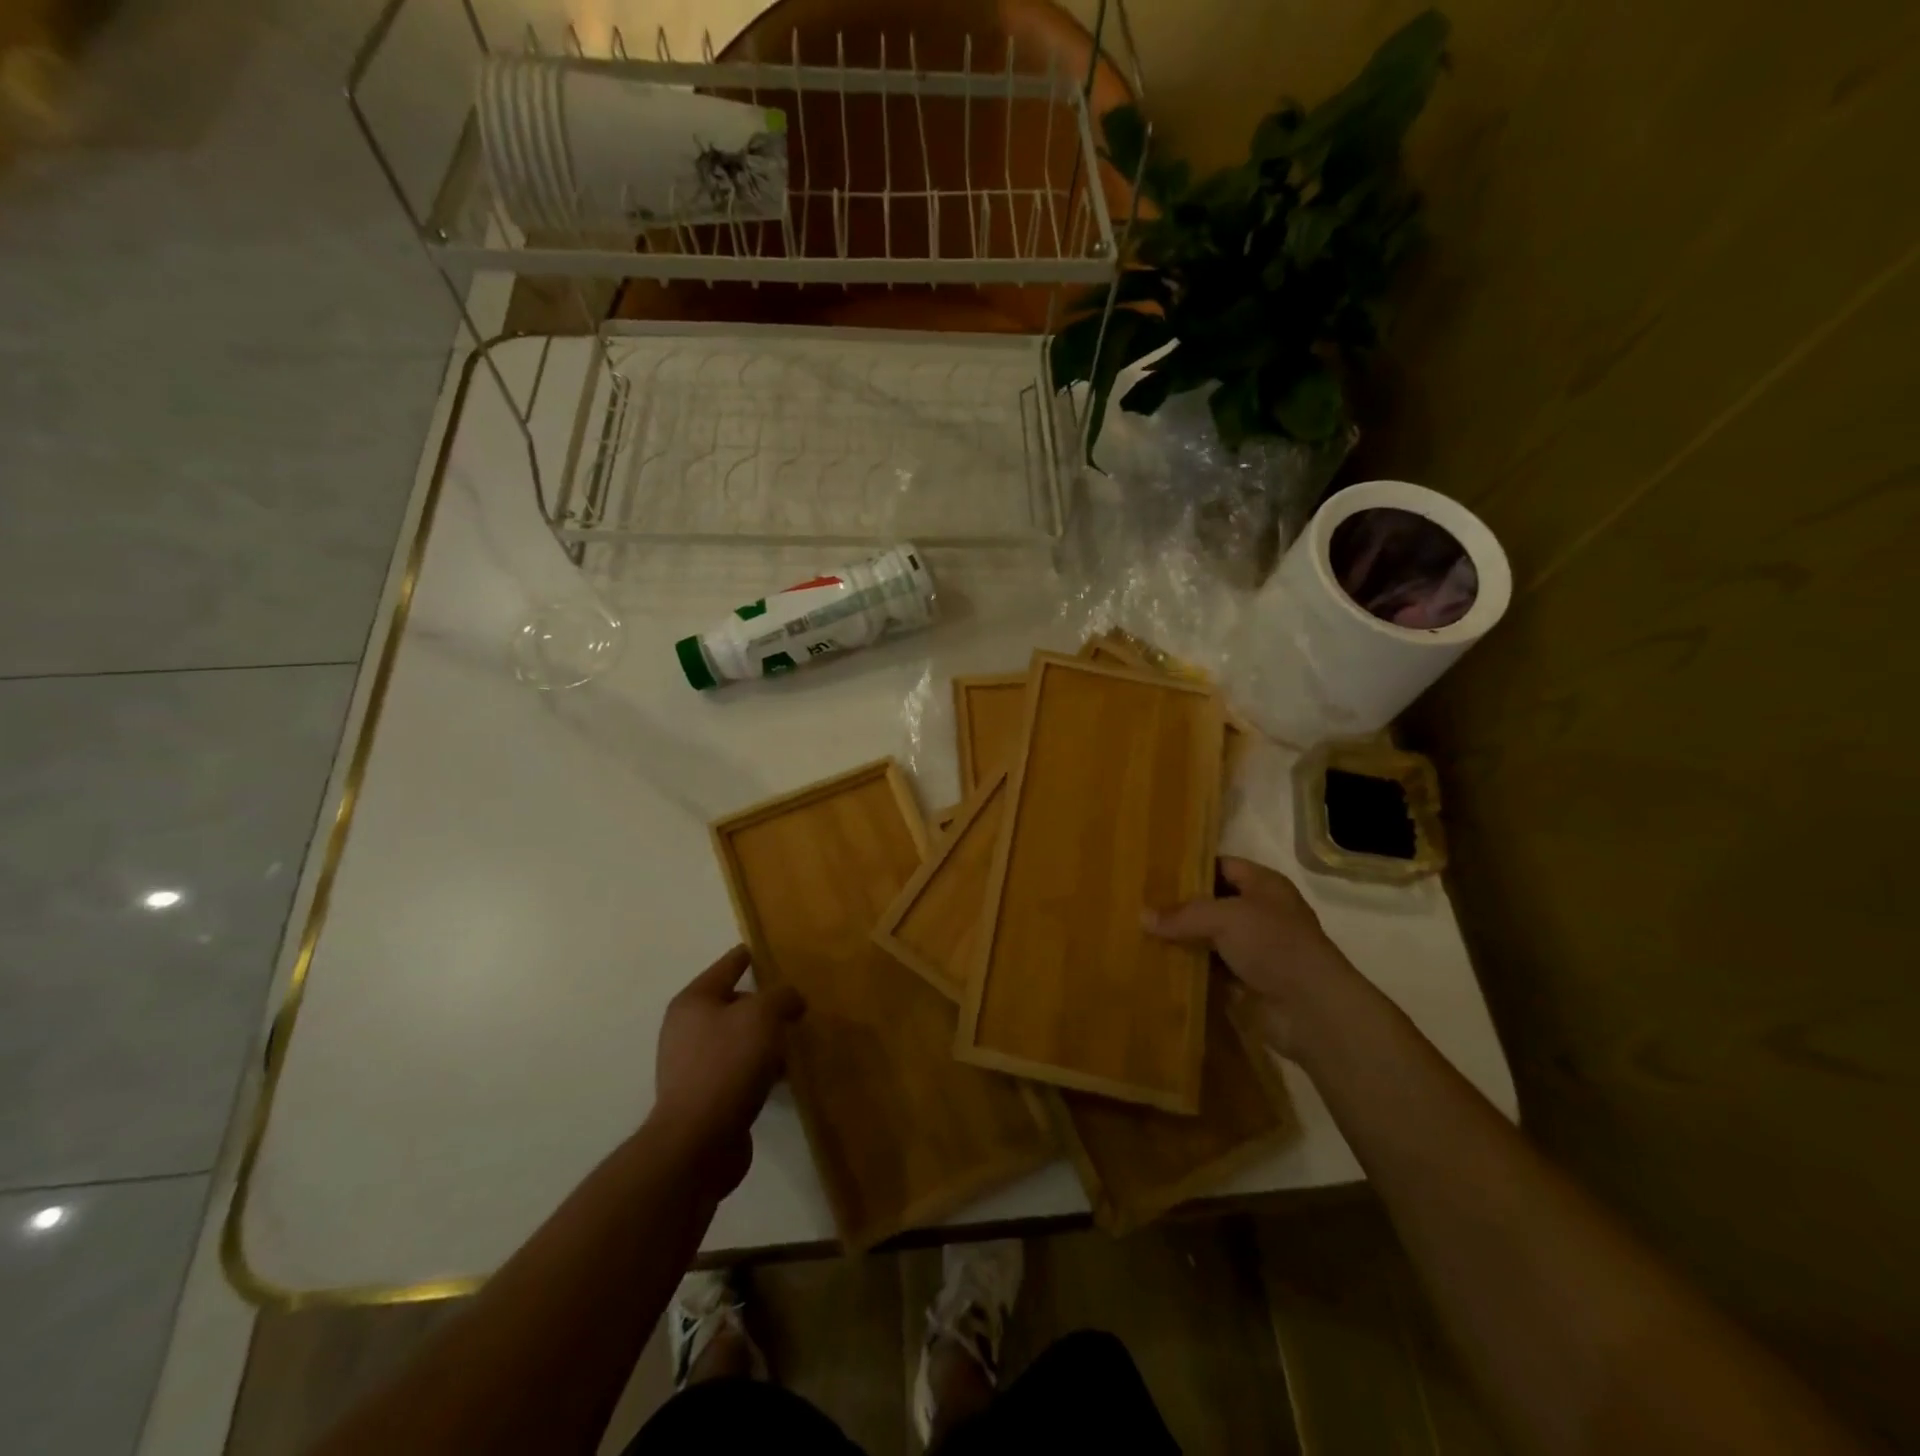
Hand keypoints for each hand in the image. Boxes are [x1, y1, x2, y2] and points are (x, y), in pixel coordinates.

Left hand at [652, 947, 803, 1187]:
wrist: (698, 1141)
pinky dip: (758, 1067)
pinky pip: (737, 1069)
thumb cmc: (728, 1064)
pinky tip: (781, 1076)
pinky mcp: (703, 1096)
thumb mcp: (763, 1015)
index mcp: (694, 1001)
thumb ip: (782, 996)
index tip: (767, 949)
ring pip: (737, 1039)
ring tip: (793, 1040)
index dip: (749, 956)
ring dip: (763, 1039)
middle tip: (794, 1002)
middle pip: (732, 1003)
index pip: (728, 965)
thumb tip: (791, 999)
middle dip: (762, 1003)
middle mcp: (686, 1028)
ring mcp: (691, 1065)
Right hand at [1145, 856, 1357, 1057]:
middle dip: (1180, 906)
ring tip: (1139, 933)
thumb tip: (1142, 916)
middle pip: (1212, 903)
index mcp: (1263, 885)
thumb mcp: (1225, 917)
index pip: (1221, 866)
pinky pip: (1210, 968)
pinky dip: (1190, 968)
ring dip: (1182, 939)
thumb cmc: (1274, 945)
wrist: (1311, 1009)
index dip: (1189, 868)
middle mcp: (1260, 912)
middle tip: (1138, 904)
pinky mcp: (1247, 981)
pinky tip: (1158, 964)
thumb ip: (1183, 914)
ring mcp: (1254, 948)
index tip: (1152, 872)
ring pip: (1209, 937)